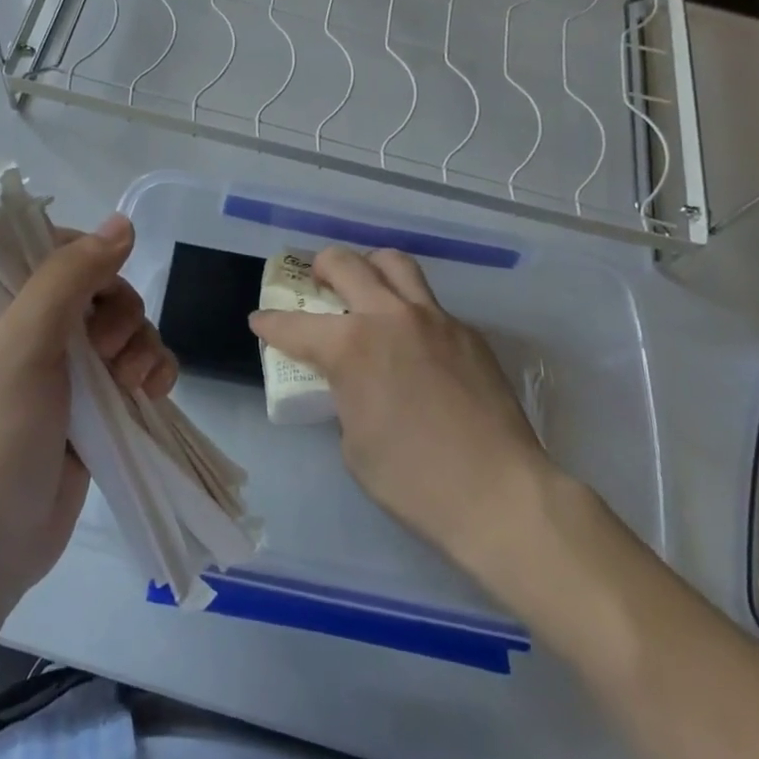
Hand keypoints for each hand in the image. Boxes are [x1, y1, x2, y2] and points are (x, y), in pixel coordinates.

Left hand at [0, 214, 175, 598]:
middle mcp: (25, 324)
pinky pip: (135, 362)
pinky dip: (151, 369)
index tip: (98, 288)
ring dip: (140, 344)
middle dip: (117, 313)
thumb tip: (122, 223)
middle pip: (96, 284)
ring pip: (122, 322)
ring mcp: (61, 364)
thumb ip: (70, 275)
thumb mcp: (24, 342)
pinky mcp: (91, 399)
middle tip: (106, 353)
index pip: (46, 246)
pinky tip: (154, 392)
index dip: (84, 258)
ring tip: (133, 383)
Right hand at [248, 247, 550, 575]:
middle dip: (321, 266)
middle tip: (316, 281)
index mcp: (352, 346)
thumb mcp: (354, 444)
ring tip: (365, 287)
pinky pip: (430, 304)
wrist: (498, 494)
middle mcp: (390, 317)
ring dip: (371, 268)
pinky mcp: (468, 333)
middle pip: (346, 264)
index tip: (260, 321)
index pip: (295, 326)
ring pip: (395, 265)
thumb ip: (346, 397)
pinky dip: (409, 309)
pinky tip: (413, 341)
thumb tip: (354, 383)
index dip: (270, 323)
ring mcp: (435, 319)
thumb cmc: (413, 479)